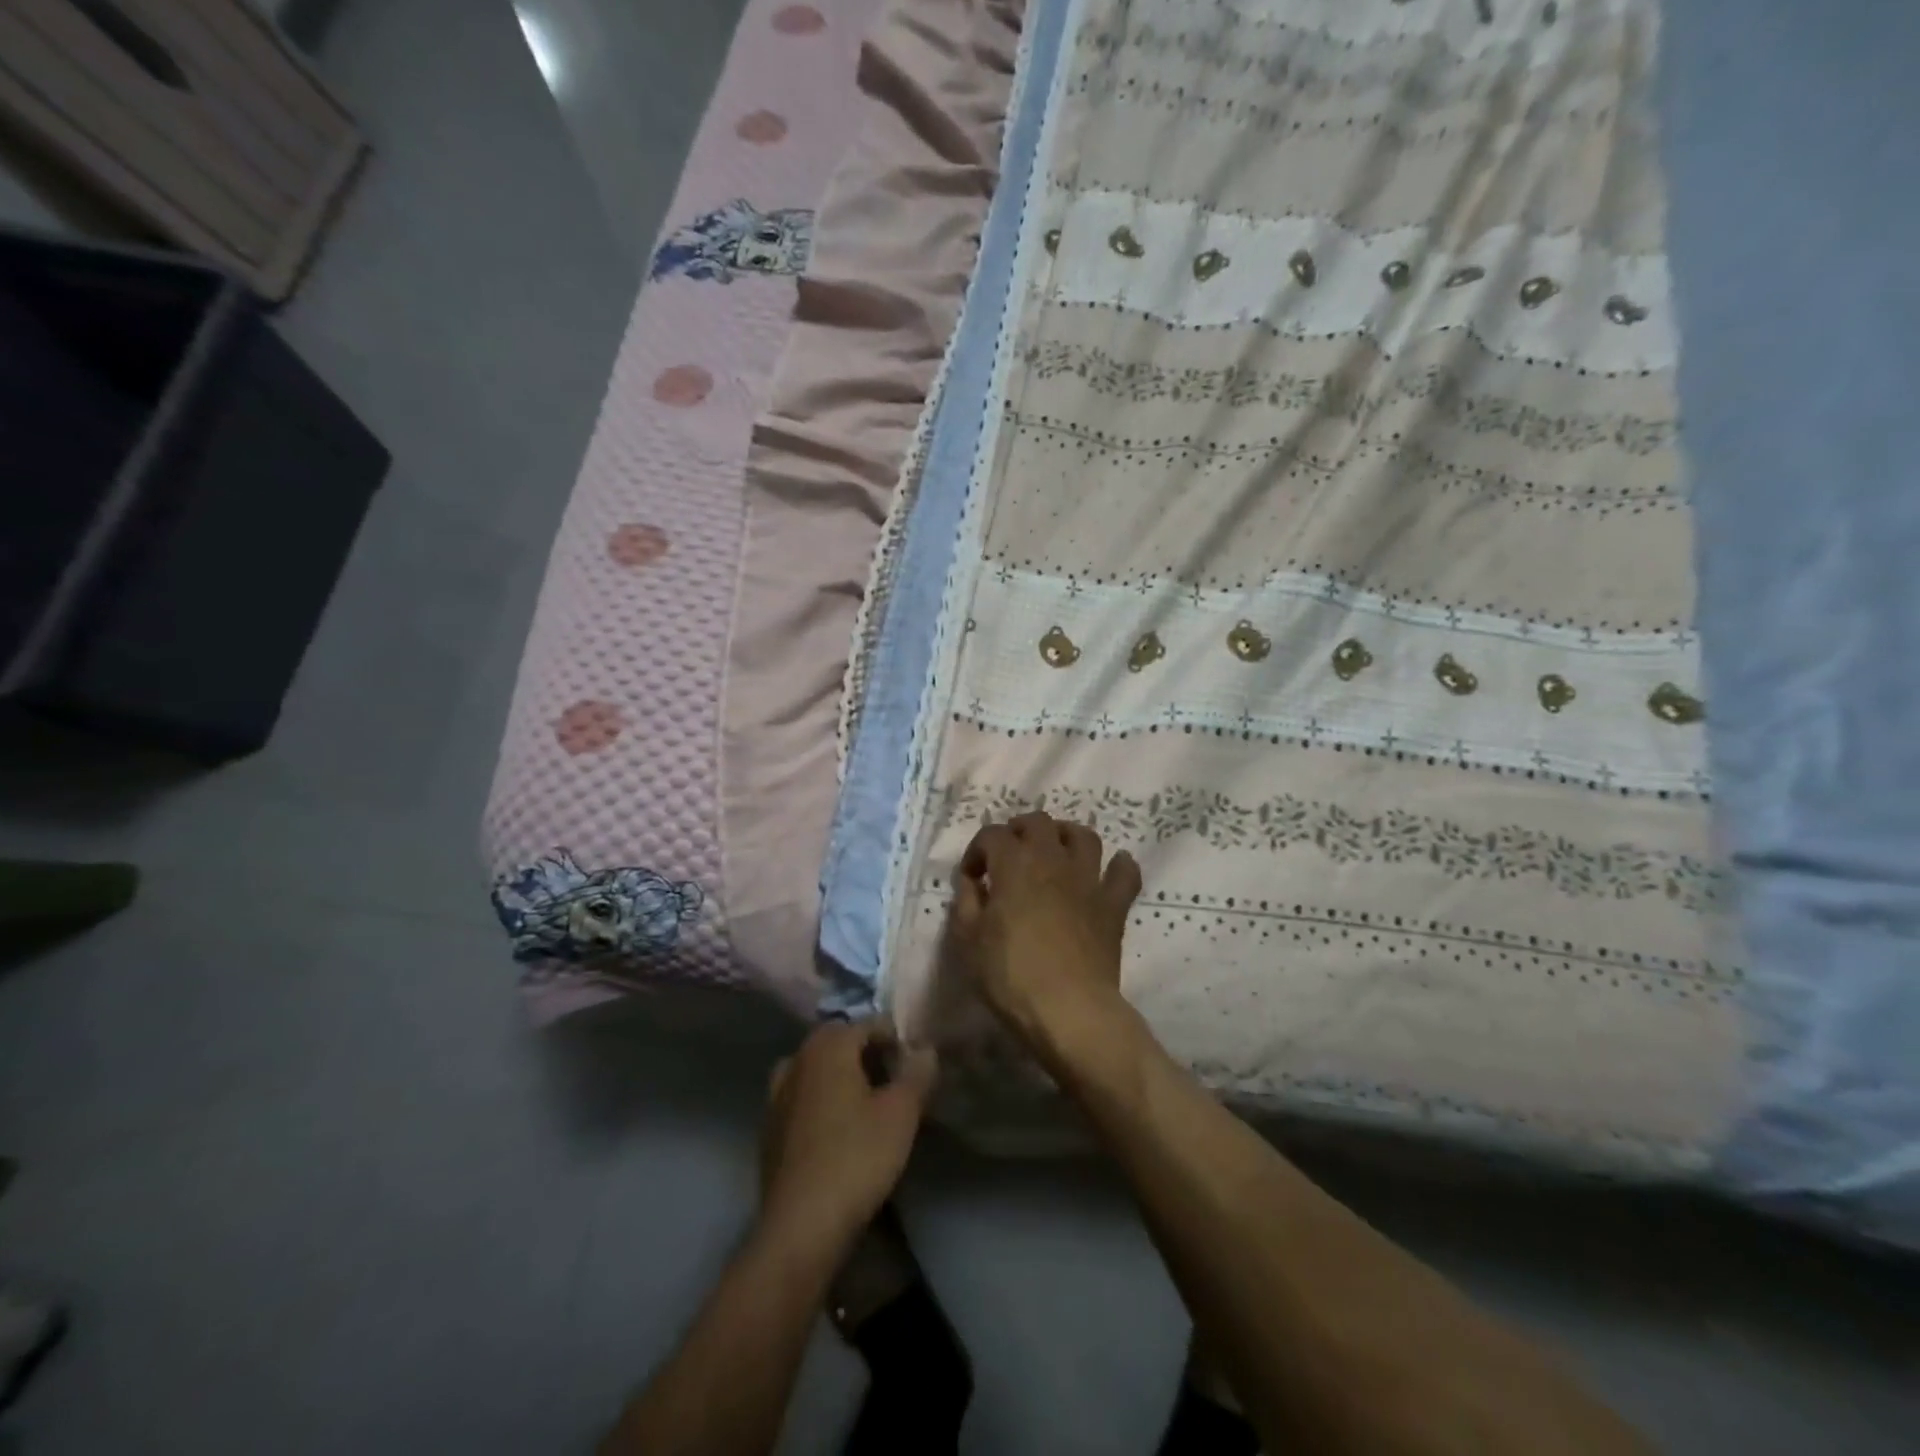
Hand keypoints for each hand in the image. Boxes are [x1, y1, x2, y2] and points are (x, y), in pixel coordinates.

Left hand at [758, 1020, 936, 1250]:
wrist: (801, 1225)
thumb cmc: (857, 1157)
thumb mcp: (901, 1113)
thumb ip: (916, 1074)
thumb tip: (925, 1048)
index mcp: (828, 1046)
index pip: (867, 1024)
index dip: (895, 1038)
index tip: (915, 1064)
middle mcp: (797, 1060)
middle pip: (838, 1043)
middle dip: (867, 1054)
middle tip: (894, 1082)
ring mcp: (777, 1095)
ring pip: (816, 1070)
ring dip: (841, 1077)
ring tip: (867, 1105)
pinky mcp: (769, 1129)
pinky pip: (802, 1099)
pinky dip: (821, 1102)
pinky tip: (839, 1131)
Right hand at [947, 812, 1141, 1054]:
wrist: (1069, 1008)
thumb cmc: (1010, 975)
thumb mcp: (968, 941)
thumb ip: (967, 902)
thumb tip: (973, 881)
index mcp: (1014, 864)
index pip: (992, 835)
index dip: (977, 850)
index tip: (972, 877)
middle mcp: (1052, 860)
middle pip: (1038, 822)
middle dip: (1019, 831)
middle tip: (1010, 855)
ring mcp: (1088, 879)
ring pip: (1083, 836)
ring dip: (1066, 836)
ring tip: (1055, 852)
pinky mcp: (1113, 904)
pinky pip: (1125, 873)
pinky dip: (1119, 866)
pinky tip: (1112, 869)